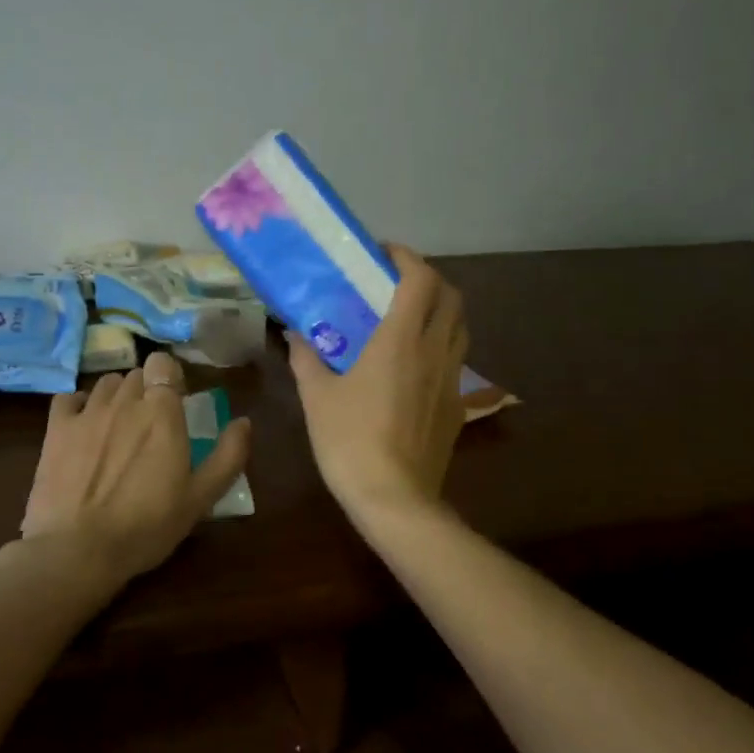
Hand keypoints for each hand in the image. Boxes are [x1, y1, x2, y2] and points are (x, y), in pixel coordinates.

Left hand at [21, 349, 251, 586]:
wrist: (78, 549)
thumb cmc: (147, 526)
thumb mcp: (201, 497)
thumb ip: (228, 455)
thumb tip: (244, 421)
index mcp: (162, 412)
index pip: (163, 365)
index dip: (169, 377)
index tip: (175, 401)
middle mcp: (124, 401)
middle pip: (136, 375)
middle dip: (146, 390)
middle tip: (151, 422)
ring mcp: (86, 413)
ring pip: (105, 384)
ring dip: (116, 396)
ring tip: (119, 424)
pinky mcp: (55, 429)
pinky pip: (68, 398)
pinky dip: (79, 405)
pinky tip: (83, 425)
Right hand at [288, 245, 466, 520]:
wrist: (394, 497)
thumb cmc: (349, 440)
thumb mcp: (317, 396)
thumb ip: (305, 358)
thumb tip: (293, 333)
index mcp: (401, 340)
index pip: (420, 278)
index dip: (406, 257)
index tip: (382, 255)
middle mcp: (435, 351)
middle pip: (452, 296)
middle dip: (429, 279)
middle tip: (396, 284)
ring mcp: (452, 380)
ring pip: (460, 327)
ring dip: (440, 311)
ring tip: (408, 319)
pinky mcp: (457, 406)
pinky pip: (456, 361)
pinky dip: (441, 347)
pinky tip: (415, 366)